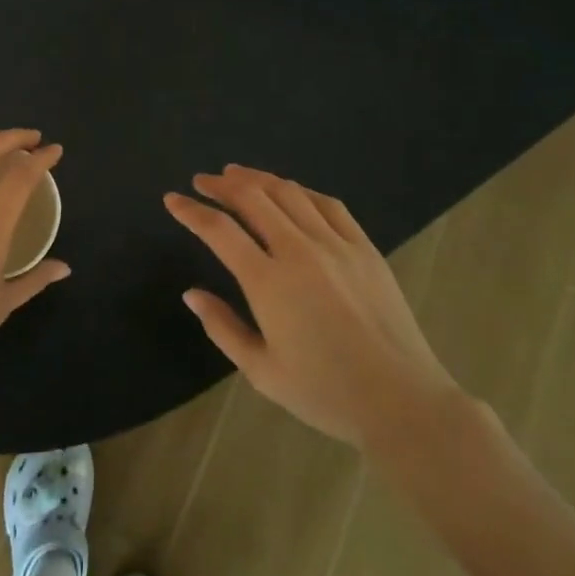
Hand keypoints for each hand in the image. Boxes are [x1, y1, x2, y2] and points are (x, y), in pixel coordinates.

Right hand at [165, 165, 455, 448]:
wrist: (401, 401)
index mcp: (268, 282)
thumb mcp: (262, 372)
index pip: (219, 230)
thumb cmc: (325, 394)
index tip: (172, 200)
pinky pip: (328, 204)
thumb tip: (191, 293)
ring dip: (257, 178)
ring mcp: (335, 244)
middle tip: (202, 181)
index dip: (191, 211)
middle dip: (221, 184)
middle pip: (252, 198)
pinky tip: (290, 191)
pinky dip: (300, 191)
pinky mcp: (364, 247)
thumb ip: (222, 328)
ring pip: (289, 192)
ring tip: (237, 175)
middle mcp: (299, 251)